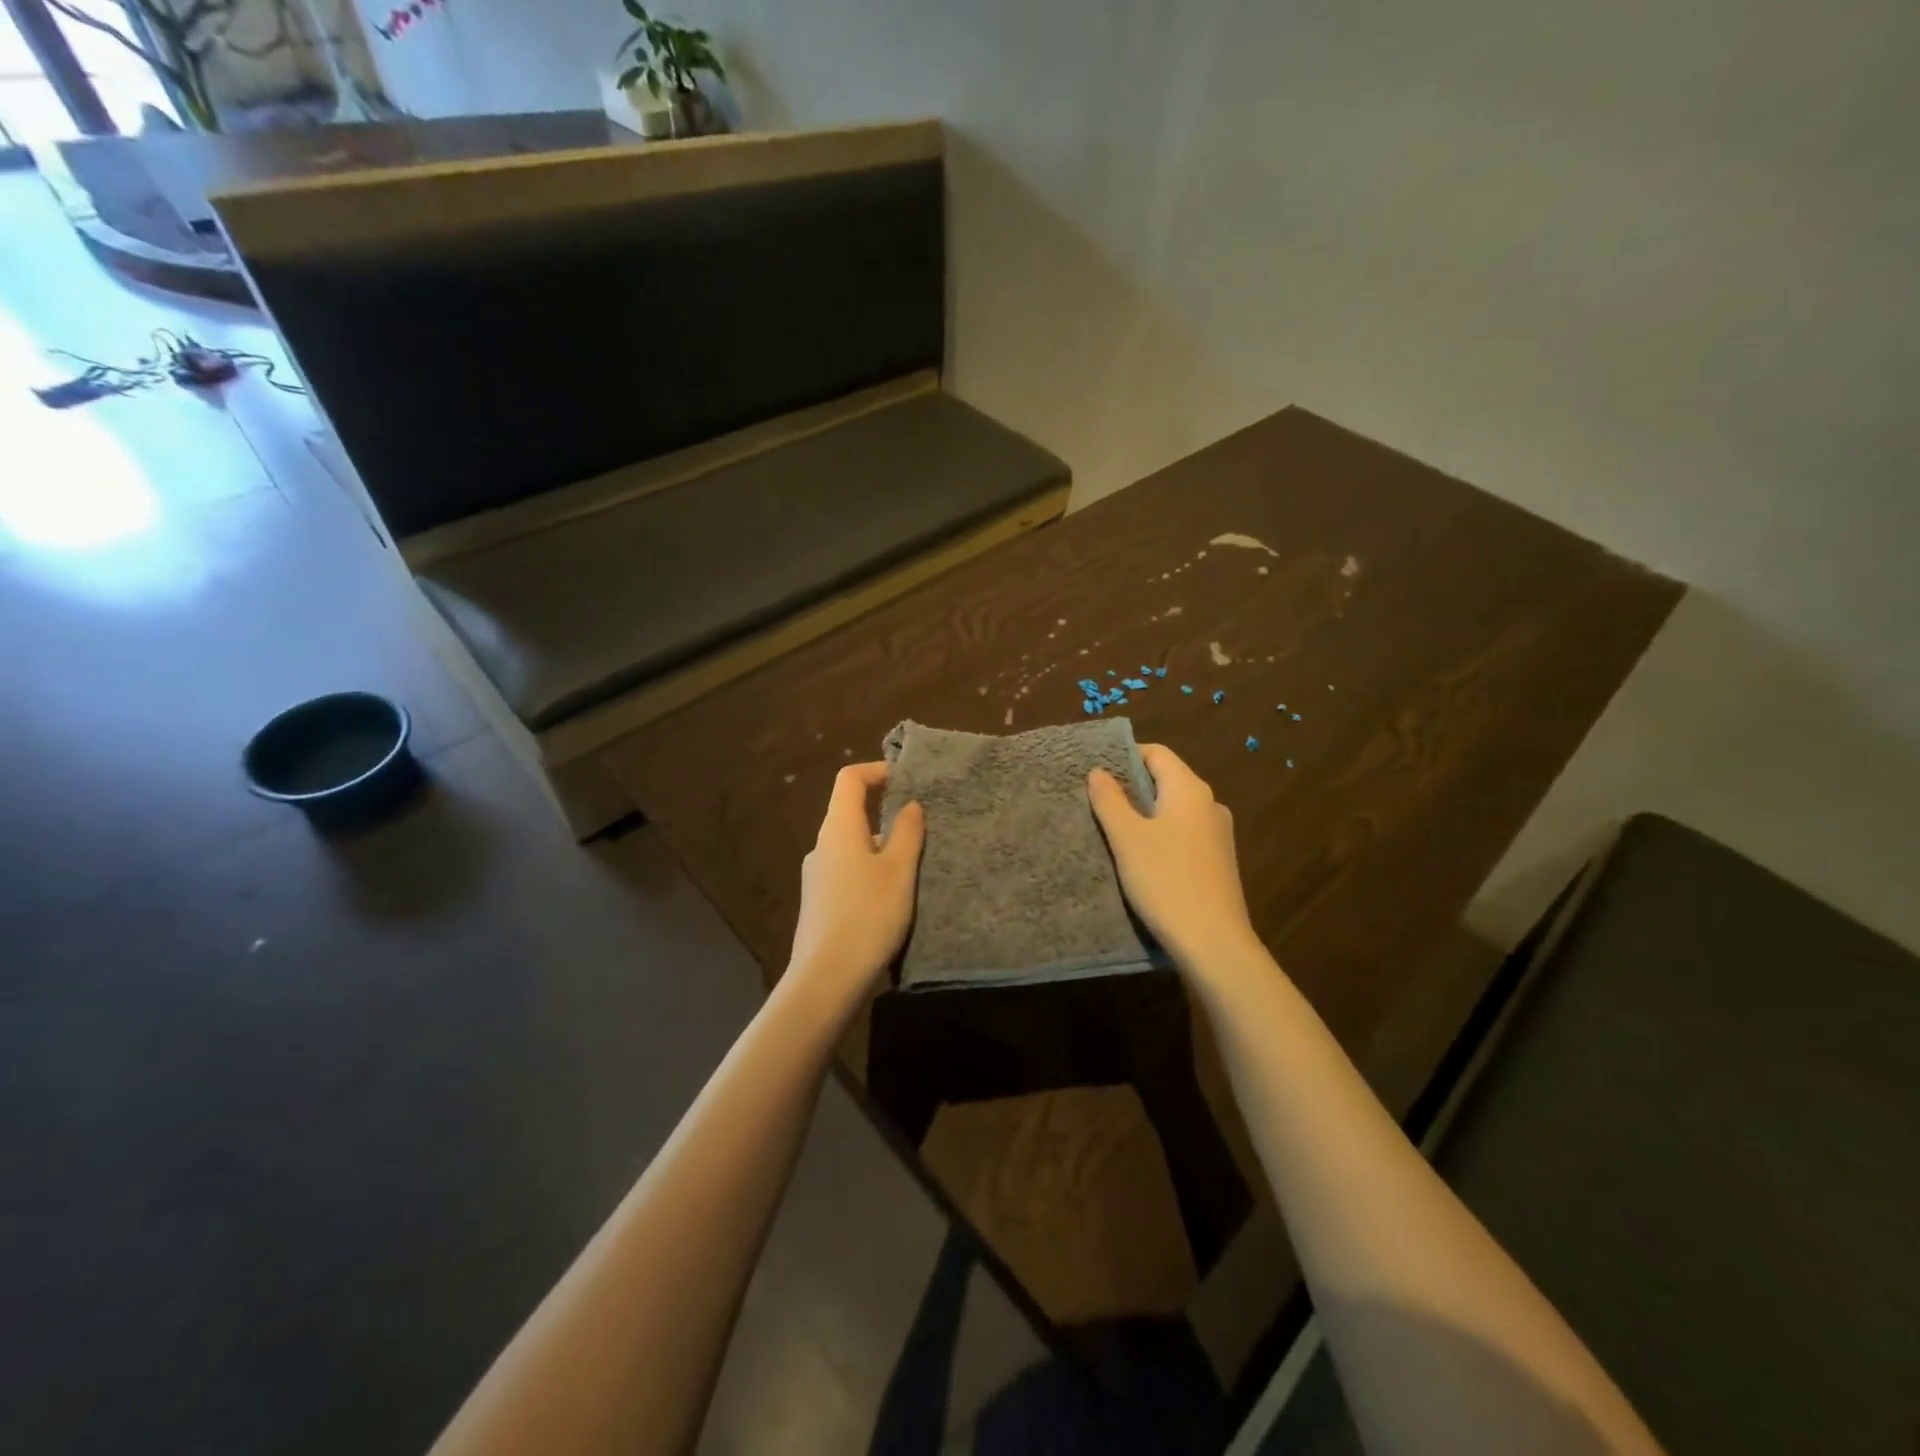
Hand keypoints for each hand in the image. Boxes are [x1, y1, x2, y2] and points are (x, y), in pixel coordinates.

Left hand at [785, 762, 925, 1016]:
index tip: (907, 780)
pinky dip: (870, 868)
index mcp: (838, 828)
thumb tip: (909, 805)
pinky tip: (891, 894)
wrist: (827, 978)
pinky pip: (847, 869)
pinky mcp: (819, 902)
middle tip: (920, 822)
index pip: (850, 779)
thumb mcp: (898, 871)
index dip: (877, 771)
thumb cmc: (868, 916)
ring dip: (880, 843)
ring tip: (913, 862)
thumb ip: (906, 833)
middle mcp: (822, 845)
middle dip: (884, 809)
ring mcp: (816, 875)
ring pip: (851, 843)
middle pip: (849, 811)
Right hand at [1088, 743, 1259, 970]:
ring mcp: (1219, 834)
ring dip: (1146, 813)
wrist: (1213, 942)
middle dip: (1132, 786)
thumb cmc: (1166, 880)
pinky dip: (1162, 835)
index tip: (1097, 772)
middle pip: (1167, 780)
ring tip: (1115, 831)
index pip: (1157, 753)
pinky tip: (1143, 858)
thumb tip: (1099, 772)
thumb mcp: (1127, 838)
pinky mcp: (1219, 862)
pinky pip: (1185, 834)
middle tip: (1098, 801)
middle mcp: (1210, 804)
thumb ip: (1110, 800)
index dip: (1125, 756)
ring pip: (1176, 809)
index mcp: (1190, 789)